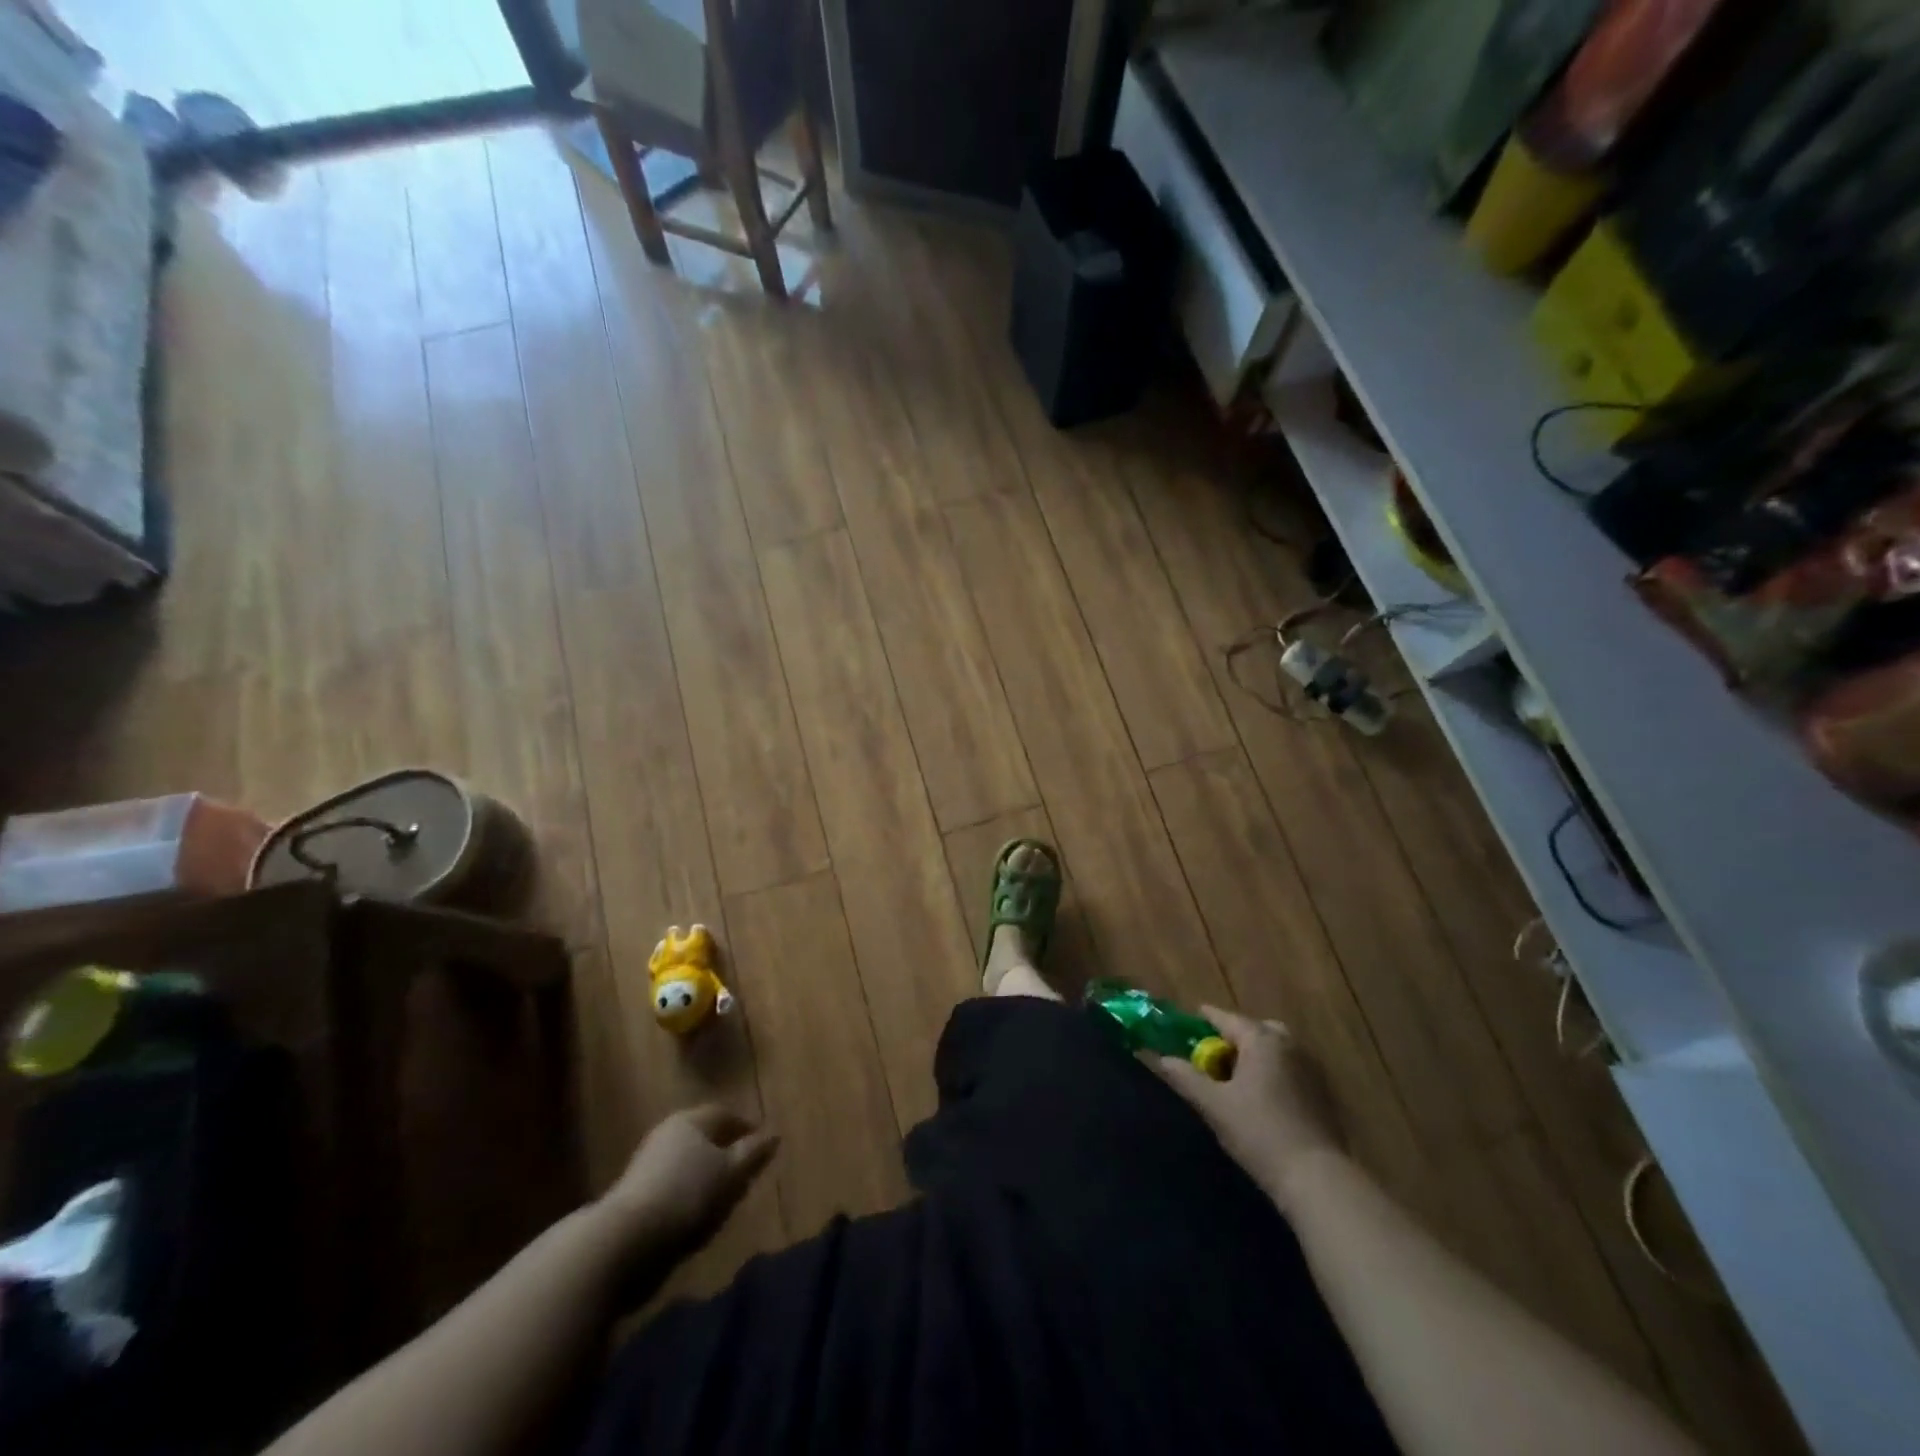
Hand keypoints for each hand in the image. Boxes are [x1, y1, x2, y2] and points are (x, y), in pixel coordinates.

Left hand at [598, 1104, 778, 1256]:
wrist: (624, 1242)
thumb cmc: (687, 1195)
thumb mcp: (732, 1174)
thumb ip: (754, 1153)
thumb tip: (774, 1134)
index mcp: (691, 1120)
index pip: (724, 1114)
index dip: (745, 1128)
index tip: (761, 1146)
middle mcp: (667, 1133)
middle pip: (704, 1137)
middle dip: (724, 1152)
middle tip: (744, 1172)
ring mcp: (647, 1164)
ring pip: (687, 1164)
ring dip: (705, 1177)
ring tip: (723, 1199)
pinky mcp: (634, 1196)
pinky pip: (672, 1187)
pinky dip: (687, 1196)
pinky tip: (696, 1218)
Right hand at [1155, 1006, 1342, 1214]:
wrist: (1316, 1177)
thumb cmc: (1258, 1133)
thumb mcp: (1213, 1105)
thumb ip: (1184, 1077)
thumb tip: (1158, 1057)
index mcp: (1261, 1039)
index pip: (1225, 1018)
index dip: (1203, 1020)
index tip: (1186, 1025)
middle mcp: (1288, 1044)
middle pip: (1255, 1030)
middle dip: (1234, 1038)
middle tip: (1214, 1056)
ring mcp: (1310, 1068)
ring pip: (1275, 1049)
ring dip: (1255, 1056)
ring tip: (1236, 1079)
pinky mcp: (1323, 1093)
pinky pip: (1290, 1069)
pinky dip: (1273, 1073)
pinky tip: (1262, 1099)